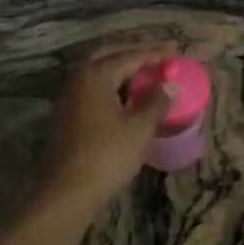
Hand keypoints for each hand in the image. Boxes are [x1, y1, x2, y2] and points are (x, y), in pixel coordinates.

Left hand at [36, 45, 174, 217]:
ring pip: (99, 72)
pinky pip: (94, 88)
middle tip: (158, 55)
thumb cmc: (107, 156)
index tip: (176, 51)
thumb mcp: (139, 128)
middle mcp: (79, 79)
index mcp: (96, 75)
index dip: (155, 53)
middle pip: (110, 55)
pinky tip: (127, 96)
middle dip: (134, 53)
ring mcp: (70, 98)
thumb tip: (169, 85)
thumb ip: (156, 102)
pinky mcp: (67, 116)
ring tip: (146, 73)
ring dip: (122, 68)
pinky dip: (113, 84)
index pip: (131, 55)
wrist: (67, 193)